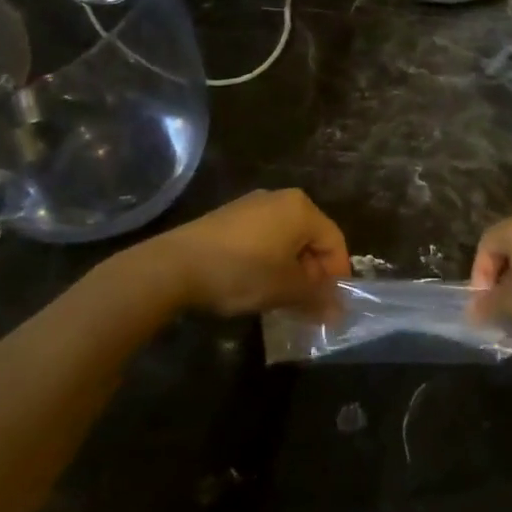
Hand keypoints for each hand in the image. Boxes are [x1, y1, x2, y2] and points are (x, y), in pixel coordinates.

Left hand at [144, 189, 350, 316]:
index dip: (337, 276)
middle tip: (308, 305)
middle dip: (313, 274)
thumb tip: (338, 312)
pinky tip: (257, 285)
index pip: (335, 242)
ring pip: (286, 240)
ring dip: (291, 270)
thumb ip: (317, 298)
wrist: (173, 267)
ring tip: (282, 299)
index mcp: (302, 208)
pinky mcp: (227, 218)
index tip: (331, 305)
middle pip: (311, 239)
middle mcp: (280, 199)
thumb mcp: (285, 290)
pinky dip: (268, 261)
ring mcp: (251, 205)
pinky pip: (262, 238)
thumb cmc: (242, 272)